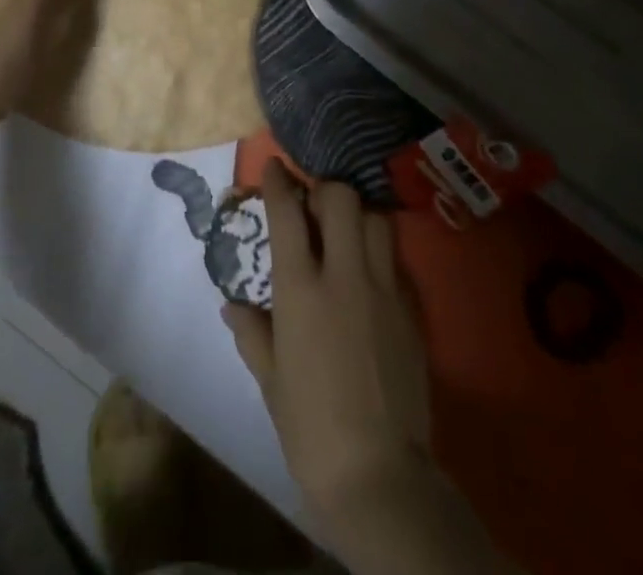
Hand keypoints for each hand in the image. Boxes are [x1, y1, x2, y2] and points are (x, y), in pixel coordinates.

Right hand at [223, 161, 433, 526]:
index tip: (273, 166)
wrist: (379, 475)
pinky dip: (379, 252)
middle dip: (325, 189)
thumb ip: (252, 334)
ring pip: (376, 219)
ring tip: (345, 233)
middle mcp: (343, 275)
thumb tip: (232, 306)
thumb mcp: (271, 380)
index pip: (288, 213)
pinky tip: (369, 274)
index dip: (278, 181)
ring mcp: (383, 289)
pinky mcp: (411, 310)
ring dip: (358, 215)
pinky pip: (394, 259)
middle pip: (341, 198)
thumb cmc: (310, 428)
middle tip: (314, 206)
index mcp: (300, 289)